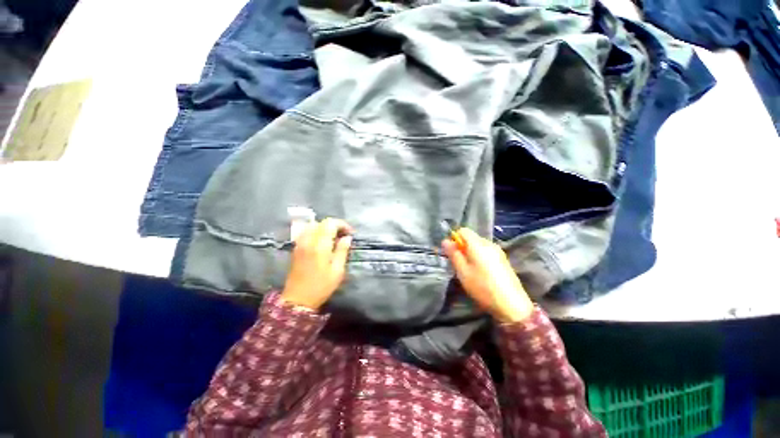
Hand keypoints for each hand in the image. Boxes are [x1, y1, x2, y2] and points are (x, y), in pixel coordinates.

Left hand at [281, 218, 352, 310]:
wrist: (297, 300)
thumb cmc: (321, 286)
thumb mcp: (337, 270)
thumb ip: (342, 251)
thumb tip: (347, 238)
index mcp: (320, 245)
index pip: (330, 223)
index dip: (342, 224)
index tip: (350, 233)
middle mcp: (308, 240)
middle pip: (321, 222)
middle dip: (334, 225)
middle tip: (343, 236)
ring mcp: (300, 244)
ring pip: (312, 225)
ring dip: (324, 228)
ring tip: (333, 238)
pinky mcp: (296, 248)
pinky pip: (305, 232)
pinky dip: (315, 232)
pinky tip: (321, 242)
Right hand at [442, 228, 533, 322]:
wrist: (512, 305)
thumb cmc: (483, 287)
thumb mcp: (463, 272)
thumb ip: (454, 254)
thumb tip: (446, 241)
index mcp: (478, 245)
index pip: (463, 230)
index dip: (455, 239)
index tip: (453, 252)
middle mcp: (489, 244)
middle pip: (472, 238)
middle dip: (463, 247)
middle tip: (460, 264)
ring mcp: (498, 251)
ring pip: (479, 245)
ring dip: (471, 253)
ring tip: (470, 270)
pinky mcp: (503, 260)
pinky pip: (487, 252)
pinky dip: (480, 257)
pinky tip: (482, 273)